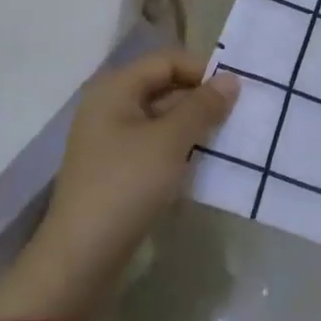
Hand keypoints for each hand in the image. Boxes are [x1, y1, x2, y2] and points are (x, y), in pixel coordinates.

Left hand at [0, 50, 235, 320]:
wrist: (81, 259)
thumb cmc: (125, 186)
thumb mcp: (169, 142)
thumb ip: (202, 107)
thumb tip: (232, 79)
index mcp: (115, 88)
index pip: (167, 61)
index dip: (202, 70)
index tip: (236, 91)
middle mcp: (110, 106)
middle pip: (164, 87)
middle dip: (201, 99)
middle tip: (239, 114)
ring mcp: (111, 139)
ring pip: (162, 119)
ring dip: (194, 126)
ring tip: (230, 138)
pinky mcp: (118, 169)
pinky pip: (155, 145)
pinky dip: (180, 149)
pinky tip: (206, 162)